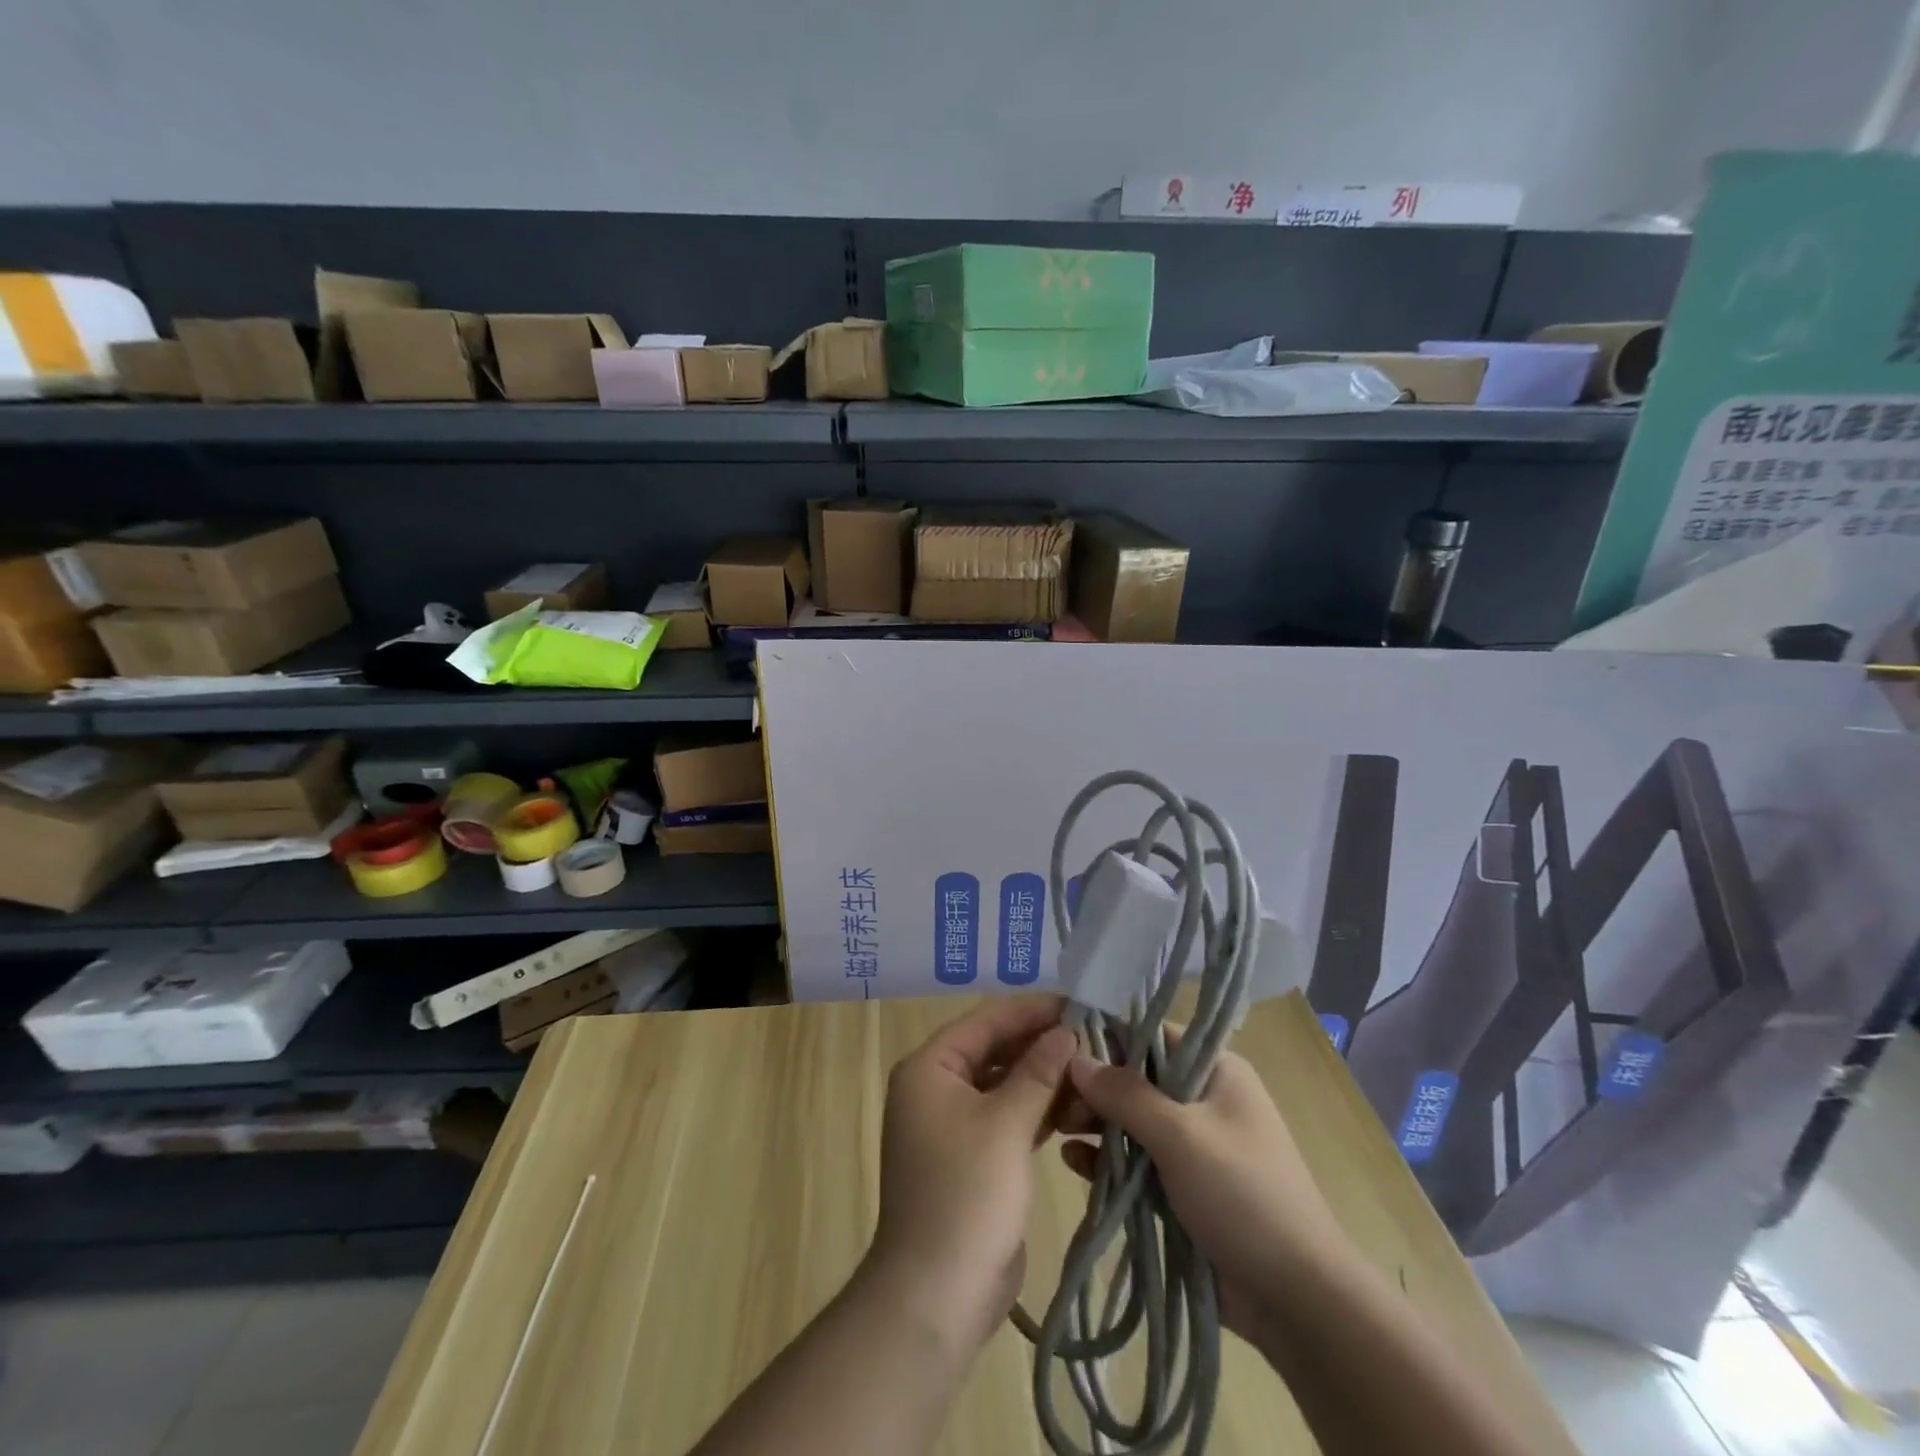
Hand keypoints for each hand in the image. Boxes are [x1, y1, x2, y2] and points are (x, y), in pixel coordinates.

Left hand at [867, 996, 1078, 1353]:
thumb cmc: (967, 1194)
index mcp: (930, 1068)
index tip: (1079, 1003)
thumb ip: (1038, 1071)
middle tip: (1095, 1038)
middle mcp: (936, 1087)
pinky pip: (1008, 1117)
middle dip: (1042, 1045)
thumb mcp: (1007, 1125)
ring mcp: (954, 1123)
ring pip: (1005, 1084)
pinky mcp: (974, 1155)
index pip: (986, 1021)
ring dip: (1045, 1079)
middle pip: (995, 1050)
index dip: (1032, 1010)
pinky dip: (1038, 1111)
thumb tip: (1066, 1030)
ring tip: (1094, 1073)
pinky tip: (1077, 1108)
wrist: (937, 1295)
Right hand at [1058, 1038, 1350, 1349]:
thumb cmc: (1243, 1195)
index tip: (1063, 1050)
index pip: (1153, 1036)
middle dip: (1096, 1089)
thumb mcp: (1180, 1135)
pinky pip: (1136, 1162)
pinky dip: (1106, 1160)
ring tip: (1055, 1130)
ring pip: (1132, 1121)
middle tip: (1056, 1101)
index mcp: (1216, 1070)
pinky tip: (1072, 1162)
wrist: (1298, 1299)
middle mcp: (1204, 1098)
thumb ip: (1125, 1094)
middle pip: (1137, 1079)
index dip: (1109, 1040)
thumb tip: (1076, 1057)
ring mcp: (1192, 1145)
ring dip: (1096, 1124)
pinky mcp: (1181, 1187)